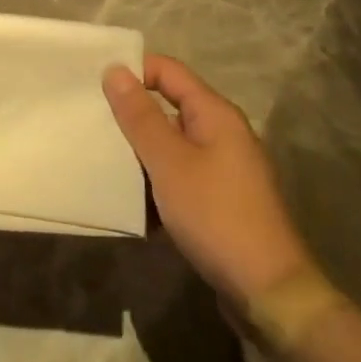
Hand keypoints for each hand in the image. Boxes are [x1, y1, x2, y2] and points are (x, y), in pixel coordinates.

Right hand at [104, 56, 310, 302]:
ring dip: (141, 152)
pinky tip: (133, 200)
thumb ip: (140, 115)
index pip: (167, 70)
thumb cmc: (216, 215)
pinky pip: (180, 175)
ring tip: (104, 160)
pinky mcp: (221, 199)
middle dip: (132, 115)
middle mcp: (222, 132)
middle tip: (92, 123)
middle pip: (168, 106)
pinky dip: (157, 181)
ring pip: (172, 144)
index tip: (96, 87)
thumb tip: (115, 69)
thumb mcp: (169, 162)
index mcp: (215, 113)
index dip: (133, 72)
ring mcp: (224, 168)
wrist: (268, 292)